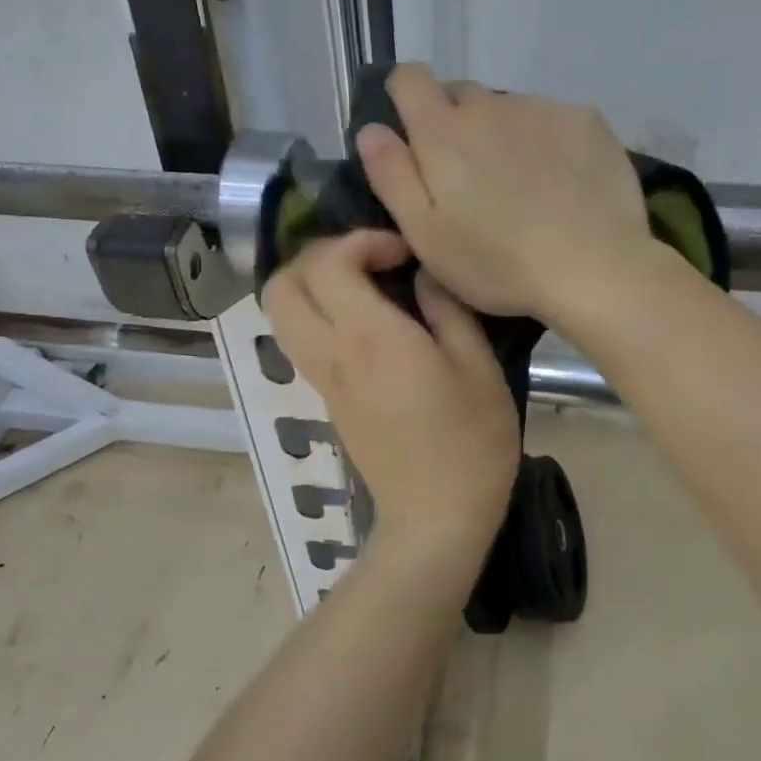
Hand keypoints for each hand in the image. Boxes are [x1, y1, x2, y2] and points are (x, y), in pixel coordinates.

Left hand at [263, 230, 518, 554]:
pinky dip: (318, 316)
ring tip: (362, 289)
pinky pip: (301, 342)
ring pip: (282, 316)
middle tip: (369, 263)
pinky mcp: (327, 402)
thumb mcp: (478, 368)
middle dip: (319, 257)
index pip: (328, 264)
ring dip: (311, 288)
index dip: (360, 242)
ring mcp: (323, 381)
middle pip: (282, 285)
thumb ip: (448, 311)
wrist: (435, 519)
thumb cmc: (470, 443)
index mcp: (371, 338)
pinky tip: (366, 325)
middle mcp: (333, 354)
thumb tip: (423, 277)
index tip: (401, 255)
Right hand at [356, 65, 653, 324]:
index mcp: (443, 132)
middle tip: (469, 179)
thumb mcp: (426, 235)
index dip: (403, 97)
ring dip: (502, 134)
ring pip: (508, 109)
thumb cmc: (497, 264)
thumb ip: (392, 176)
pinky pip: (552, 118)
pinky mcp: (586, 120)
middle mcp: (491, 105)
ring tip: (520, 187)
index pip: (408, 78)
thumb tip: (371, 130)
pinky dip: (547, 141)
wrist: (594, 268)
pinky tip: (561, 182)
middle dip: (455, 125)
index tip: (412, 133)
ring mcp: (543, 108)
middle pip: (461, 95)